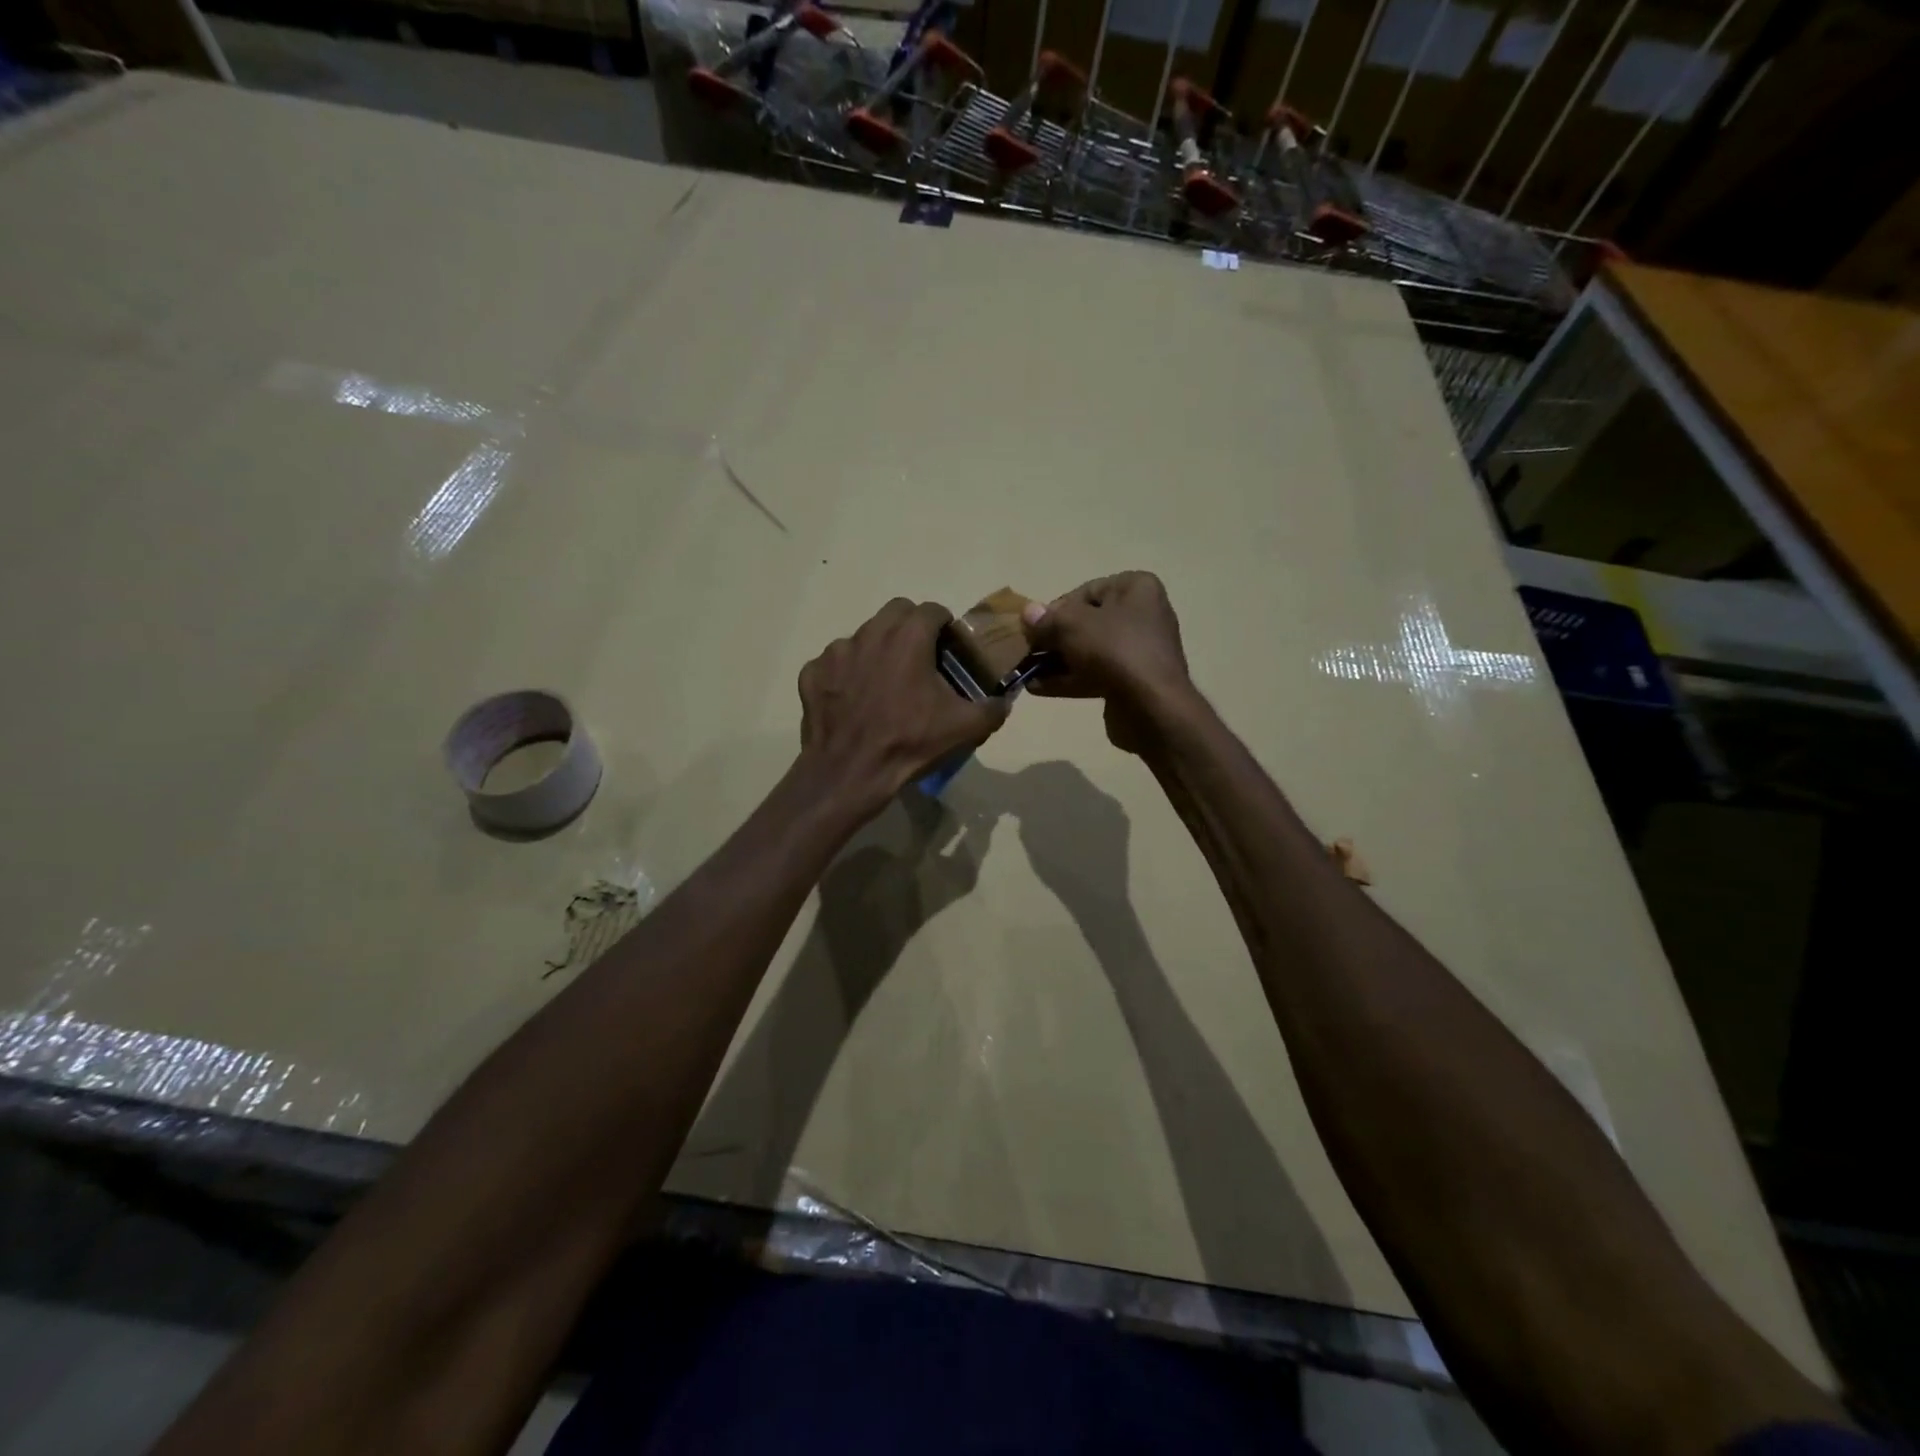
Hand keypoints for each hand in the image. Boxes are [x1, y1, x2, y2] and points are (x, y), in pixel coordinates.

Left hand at [798, 598, 1008, 811]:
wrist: (850, 773)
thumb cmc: (910, 743)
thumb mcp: (965, 728)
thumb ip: (993, 708)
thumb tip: (1004, 701)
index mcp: (908, 637)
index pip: (932, 610)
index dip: (945, 626)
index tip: (949, 649)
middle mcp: (869, 633)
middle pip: (895, 612)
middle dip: (911, 627)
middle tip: (921, 659)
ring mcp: (835, 652)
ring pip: (863, 636)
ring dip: (878, 650)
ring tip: (885, 683)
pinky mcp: (813, 673)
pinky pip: (834, 663)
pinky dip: (847, 674)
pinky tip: (854, 700)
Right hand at [1020, 573, 1191, 754]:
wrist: (1151, 707)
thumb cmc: (1114, 650)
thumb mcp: (1072, 625)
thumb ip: (1047, 618)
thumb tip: (1028, 613)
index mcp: (1137, 589)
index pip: (1086, 592)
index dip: (1056, 609)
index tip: (1035, 628)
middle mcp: (1142, 616)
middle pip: (1086, 623)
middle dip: (1054, 638)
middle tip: (1027, 650)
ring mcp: (1138, 652)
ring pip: (1088, 651)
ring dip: (1056, 662)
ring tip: (1025, 671)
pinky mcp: (1131, 682)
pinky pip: (1094, 675)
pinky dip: (1068, 680)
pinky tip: (1037, 688)